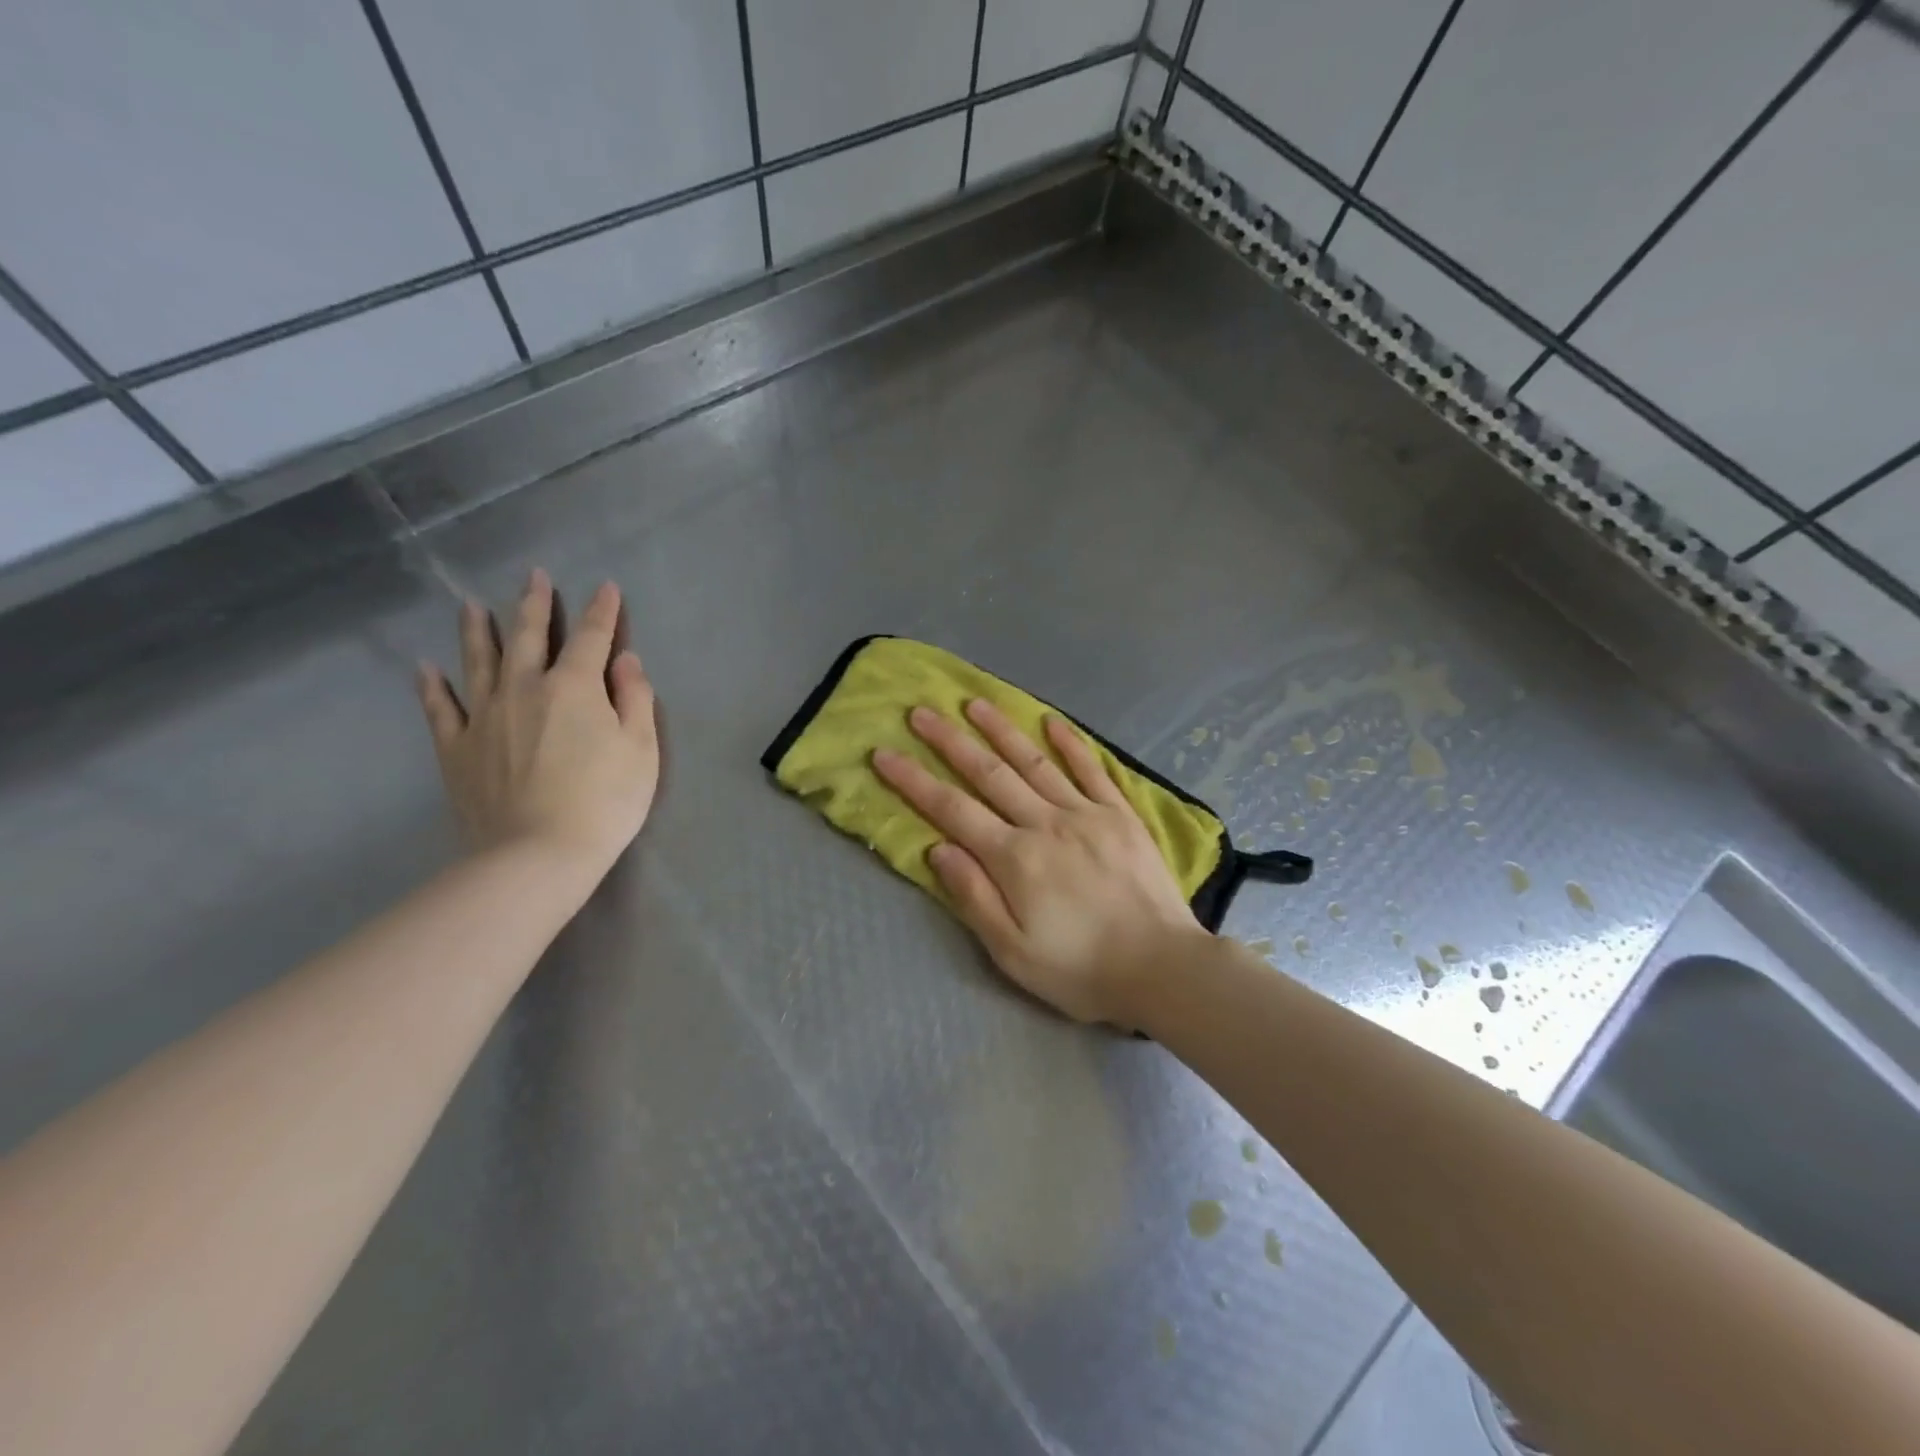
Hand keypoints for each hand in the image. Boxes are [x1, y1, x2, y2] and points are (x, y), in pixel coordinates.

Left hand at [416, 569, 658, 878]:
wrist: (537, 855)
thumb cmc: (604, 802)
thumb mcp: (641, 750)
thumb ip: (635, 699)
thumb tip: (625, 661)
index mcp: (574, 687)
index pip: (592, 638)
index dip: (602, 611)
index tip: (606, 587)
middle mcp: (524, 689)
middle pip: (527, 637)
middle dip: (534, 604)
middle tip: (534, 576)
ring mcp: (484, 717)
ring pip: (478, 661)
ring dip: (477, 630)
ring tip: (471, 605)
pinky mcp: (456, 749)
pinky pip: (440, 709)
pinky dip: (432, 686)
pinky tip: (426, 668)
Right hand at [873, 700, 1207, 1027]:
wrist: (1163, 968)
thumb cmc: (1080, 969)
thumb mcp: (1013, 952)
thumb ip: (974, 896)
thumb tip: (939, 848)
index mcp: (1014, 859)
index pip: (952, 810)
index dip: (914, 781)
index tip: (885, 754)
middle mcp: (1045, 823)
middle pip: (989, 774)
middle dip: (950, 742)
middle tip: (921, 712)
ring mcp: (1085, 813)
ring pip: (1034, 762)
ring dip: (1001, 730)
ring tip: (974, 703)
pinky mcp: (1120, 814)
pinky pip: (1090, 769)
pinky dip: (1069, 744)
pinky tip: (1050, 722)